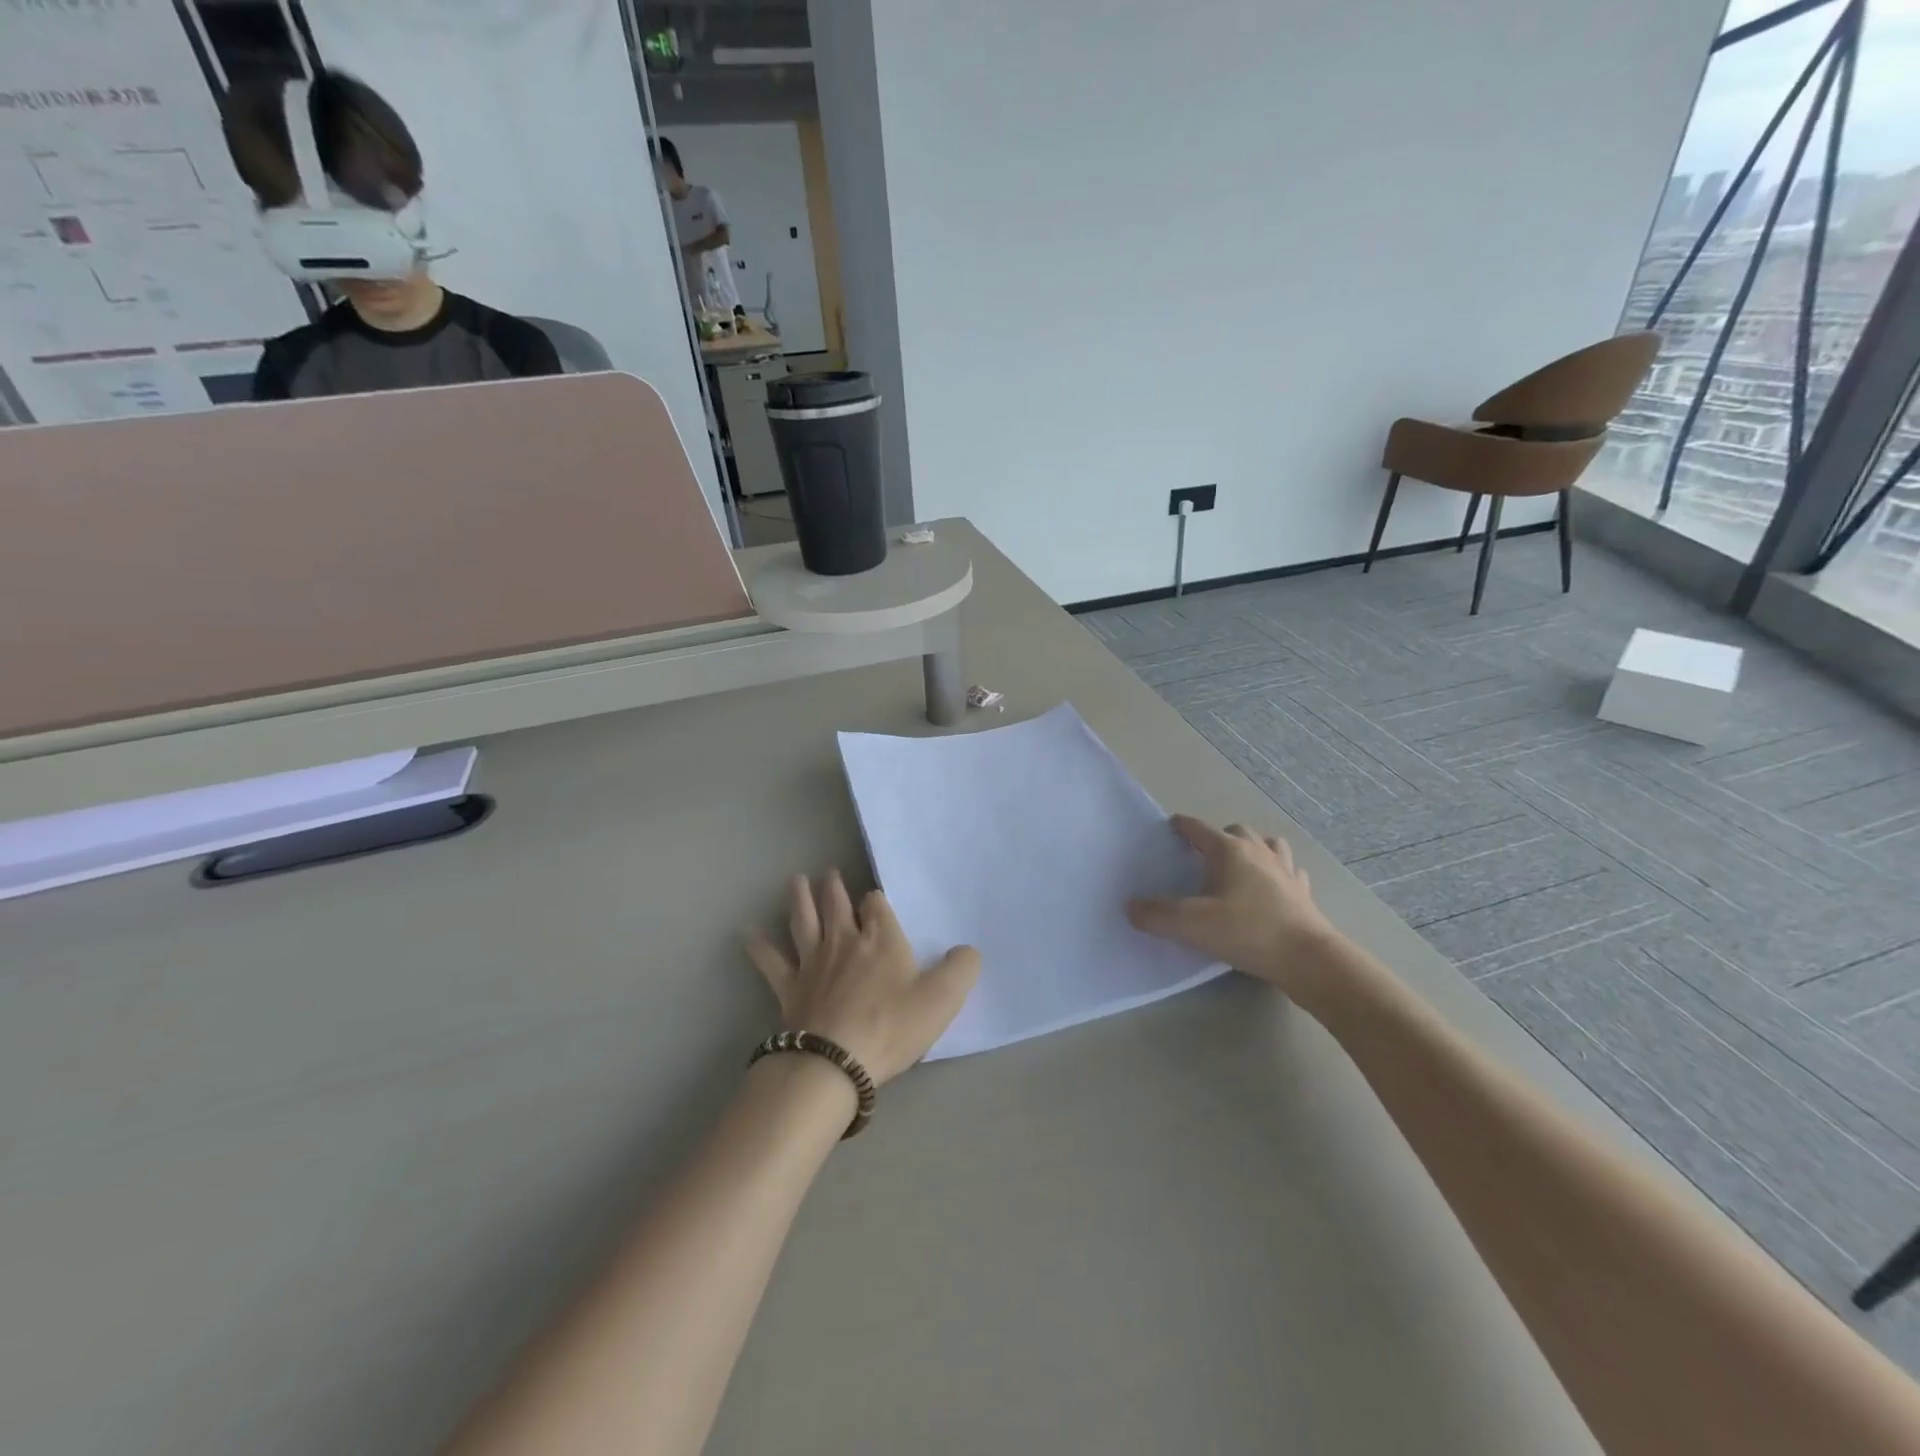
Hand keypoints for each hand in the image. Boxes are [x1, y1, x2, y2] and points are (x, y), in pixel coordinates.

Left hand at [745, 872, 980, 1085]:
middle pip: (837, 905)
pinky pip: (771, 961)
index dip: (877, 901)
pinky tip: (747, 931)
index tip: (876, 900)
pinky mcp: (789, 988)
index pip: (877, 906)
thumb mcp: (942, 999)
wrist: (834, 1061)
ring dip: (801, 899)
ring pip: (804, 921)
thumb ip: (961, 969)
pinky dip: (759, 945)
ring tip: (797, 880)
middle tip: (828, 872)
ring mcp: (813, 963)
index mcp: (881, 940)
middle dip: (835, 888)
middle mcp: (845, 941)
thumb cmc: (892, 1027)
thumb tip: (969, 950)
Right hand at [1127, 815, 1341, 994]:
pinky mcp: (1304, 894)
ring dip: (1254, 849)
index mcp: (1230, 851)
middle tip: (1205, 856)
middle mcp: (1259, 853)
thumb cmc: (1248, 932)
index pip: (1200, 829)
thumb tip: (1132, 907)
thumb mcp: (1192, 925)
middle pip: (1237, 831)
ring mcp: (1286, 872)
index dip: (1183, 826)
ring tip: (1242, 866)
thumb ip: (1157, 915)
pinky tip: (1274, 889)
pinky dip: (1280, 875)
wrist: (1308, 959)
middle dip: (1220, 837)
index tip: (1172, 826)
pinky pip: (1291, 873)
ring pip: (1270, 846)